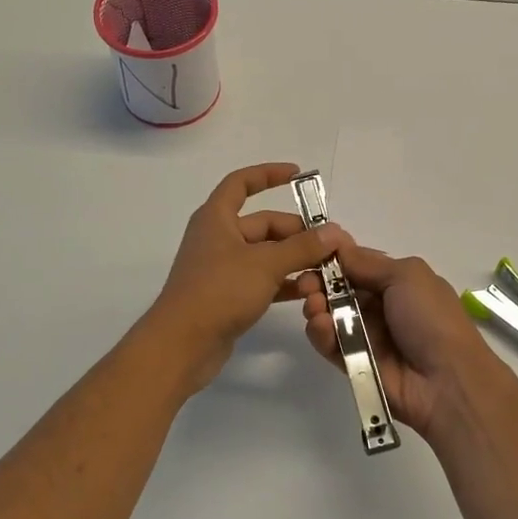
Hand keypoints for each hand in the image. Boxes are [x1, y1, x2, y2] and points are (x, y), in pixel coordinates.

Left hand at [148, 163, 342, 393]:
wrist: (182, 344)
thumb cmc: (219, 291)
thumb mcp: (265, 264)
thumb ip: (302, 247)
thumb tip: (334, 232)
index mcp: (217, 218)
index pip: (241, 183)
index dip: (268, 174)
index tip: (298, 174)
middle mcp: (218, 238)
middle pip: (264, 225)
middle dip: (298, 233)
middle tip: (332, 245)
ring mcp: (223, 268)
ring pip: (266, 255)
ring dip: (295, 260)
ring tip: (327, 271)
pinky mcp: (228, 295)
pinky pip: (262, 280)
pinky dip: (284, 282)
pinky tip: (309, 292)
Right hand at [298, 240, 509, 443]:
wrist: (447, 382)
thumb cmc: (431, 319)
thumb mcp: (407, 276)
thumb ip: (367, 263)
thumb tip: (338, 246)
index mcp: (399, 282)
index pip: (358, 265)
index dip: (335, 258)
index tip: (311, 252)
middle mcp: (382, 307)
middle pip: (340, 290)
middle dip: (319, 283)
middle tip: (305, 284)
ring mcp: (368, 337)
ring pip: (331, 316)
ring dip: (317, 307)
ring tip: (314, 306)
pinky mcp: (354, 364)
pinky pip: (330, 345)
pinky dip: (321, 334)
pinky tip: (319, 326)